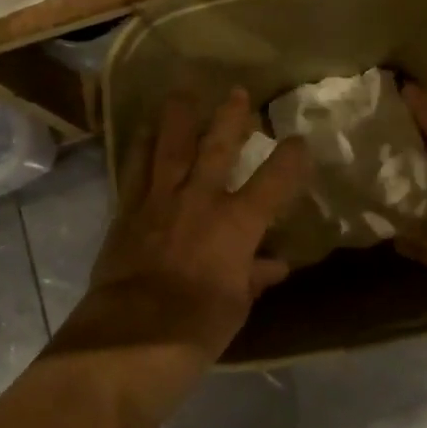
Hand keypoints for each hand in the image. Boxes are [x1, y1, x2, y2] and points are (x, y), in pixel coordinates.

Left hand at [76, 88, 309, 362]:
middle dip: (231, 118)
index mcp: (237, 223)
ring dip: (178, 117)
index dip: (291, 158)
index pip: (274, 180)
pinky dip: (140, 148)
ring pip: (170, 146)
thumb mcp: (236, 305)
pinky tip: (142, 131)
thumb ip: (253, 277)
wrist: (131, 336)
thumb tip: (274, 265)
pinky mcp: (127, 211)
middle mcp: (200, 199)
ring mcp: (159, 200)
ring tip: (182, 91)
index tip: (299, 142)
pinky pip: (134, 169)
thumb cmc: (197, 327)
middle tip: (238, 92)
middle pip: (218, 147)